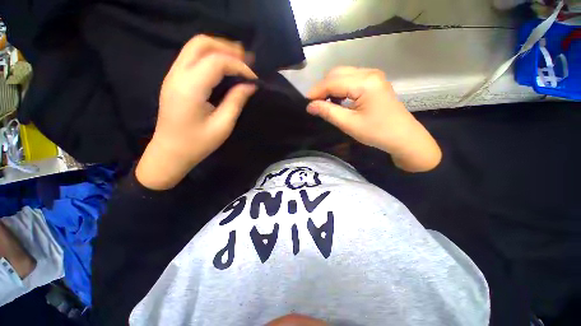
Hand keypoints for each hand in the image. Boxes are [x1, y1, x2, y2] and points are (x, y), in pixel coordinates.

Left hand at [136, 35, 256, 189]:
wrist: (170, 152)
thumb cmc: (197, 144)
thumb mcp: (222, 126)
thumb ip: (236, 101)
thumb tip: (250, 85)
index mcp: (190, 88)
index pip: (216, 62)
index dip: (239, 66)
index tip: (254, 79)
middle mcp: (177, 75)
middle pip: (201, 43)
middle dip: (227, 47)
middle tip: (247, 61)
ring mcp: (173, 75)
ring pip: (195, 47)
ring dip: (219, 49)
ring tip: (239, 61)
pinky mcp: (174, 79)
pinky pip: (192, 57)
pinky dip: (211, 57)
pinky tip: (224, 67)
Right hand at [307, 67, 440, 171]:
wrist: (403, 137)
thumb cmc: (377, 132)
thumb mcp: (349, 124)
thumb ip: (328, 112)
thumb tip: (310, 106)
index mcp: (364, 82)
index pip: (332, 81)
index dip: (316, 91)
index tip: (306, 103)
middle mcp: (369, 72)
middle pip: (337, 73)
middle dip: (322, 87)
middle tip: (314, 104)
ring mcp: (373, 75)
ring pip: (343, 74)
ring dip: (330, 86)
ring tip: (323, 102)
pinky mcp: (374, 81)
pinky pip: (351, 79)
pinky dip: (340, 87)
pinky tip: (337, 99)